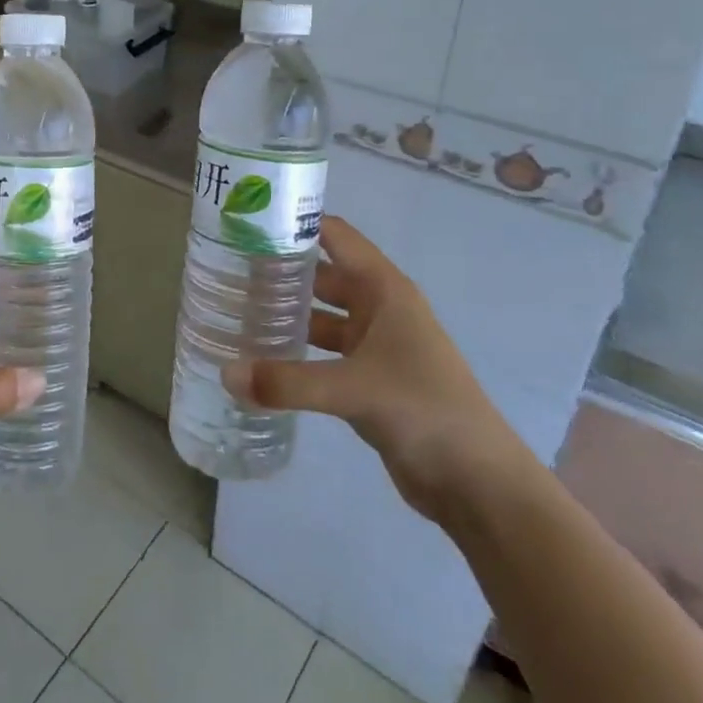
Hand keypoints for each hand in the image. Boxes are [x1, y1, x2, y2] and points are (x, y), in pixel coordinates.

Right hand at [222, 215, 529, 522]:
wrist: (477, 482)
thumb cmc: (424, 410)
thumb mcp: (353, 389)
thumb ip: (287, 382)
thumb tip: (226, 374)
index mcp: (384, 289)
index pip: (334, 235)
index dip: (296, 222)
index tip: (246, 221)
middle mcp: (378, 308)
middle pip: (321, 274)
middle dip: (280, 271)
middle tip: (225, 270)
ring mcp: (374, 344)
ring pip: (320, 315)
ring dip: (286, 313)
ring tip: (235, 310)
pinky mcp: (367, 378)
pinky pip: (323, 352)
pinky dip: (295, 350)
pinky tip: (260, 357)